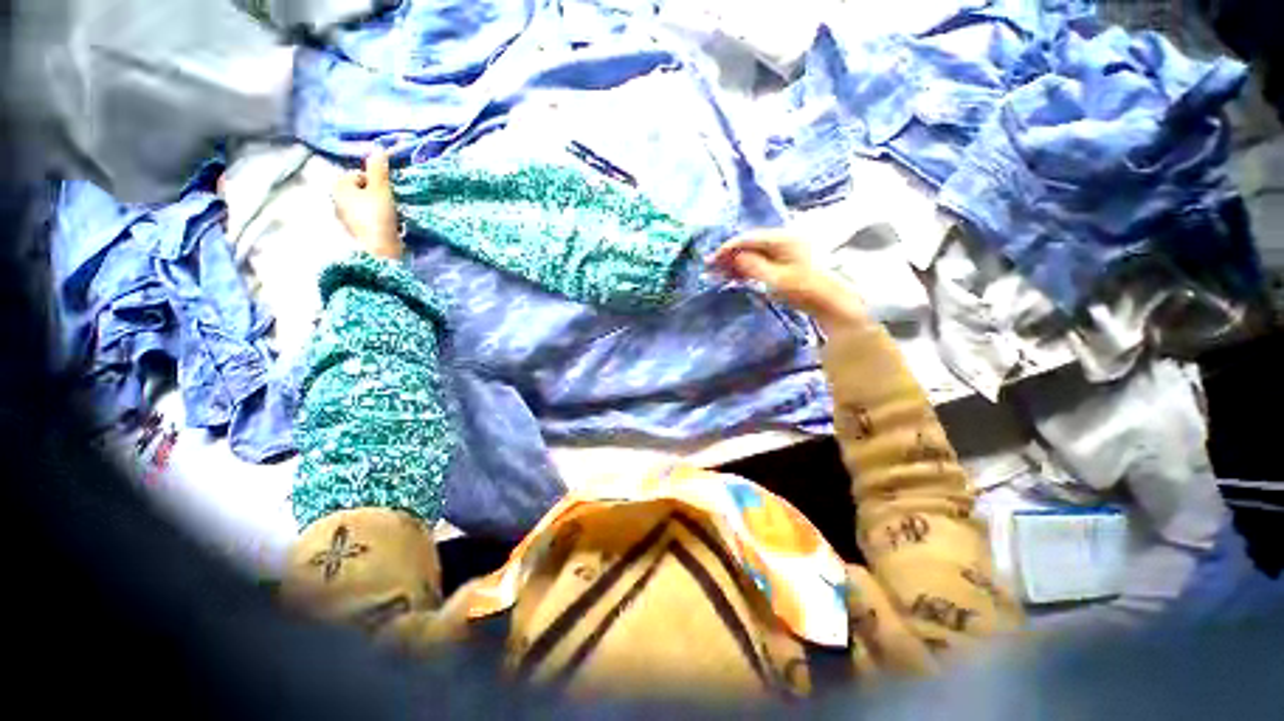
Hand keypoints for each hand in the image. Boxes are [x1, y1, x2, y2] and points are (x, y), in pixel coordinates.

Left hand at [333, 148, 402, 259]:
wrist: (378, 251)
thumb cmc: (377, 217)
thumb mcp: (381, 190)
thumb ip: (378, 169)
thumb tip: (378, 147)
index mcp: (338, 186)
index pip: (358, 175)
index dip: (375, 181)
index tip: (387, 192)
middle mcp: (335, 199)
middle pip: (360, 189)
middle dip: (375, 193)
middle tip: (389, 203)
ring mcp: (343, 217)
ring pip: (363, 204)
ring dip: (376, 207)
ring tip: (388, 216)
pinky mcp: (353, 231)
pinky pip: (365, 218)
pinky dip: (374, 219)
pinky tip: (384, 226)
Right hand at [708, 230, 868, 333]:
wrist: (833, 303)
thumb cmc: (805, 290)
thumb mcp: (775, 279)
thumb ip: (753, 266)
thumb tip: (735, 256)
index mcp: (782, 239)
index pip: (748, 239)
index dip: (728, 248)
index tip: (711, 261)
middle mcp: (784, 240)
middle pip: (751, 245)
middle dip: (730, 256)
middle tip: (711, 268)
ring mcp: (787, 252)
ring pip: (755, 254)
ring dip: (737, 263)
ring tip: (720, 274)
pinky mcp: (788, 264)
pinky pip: (762, 262)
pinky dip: (748, 269)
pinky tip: (737, 276)